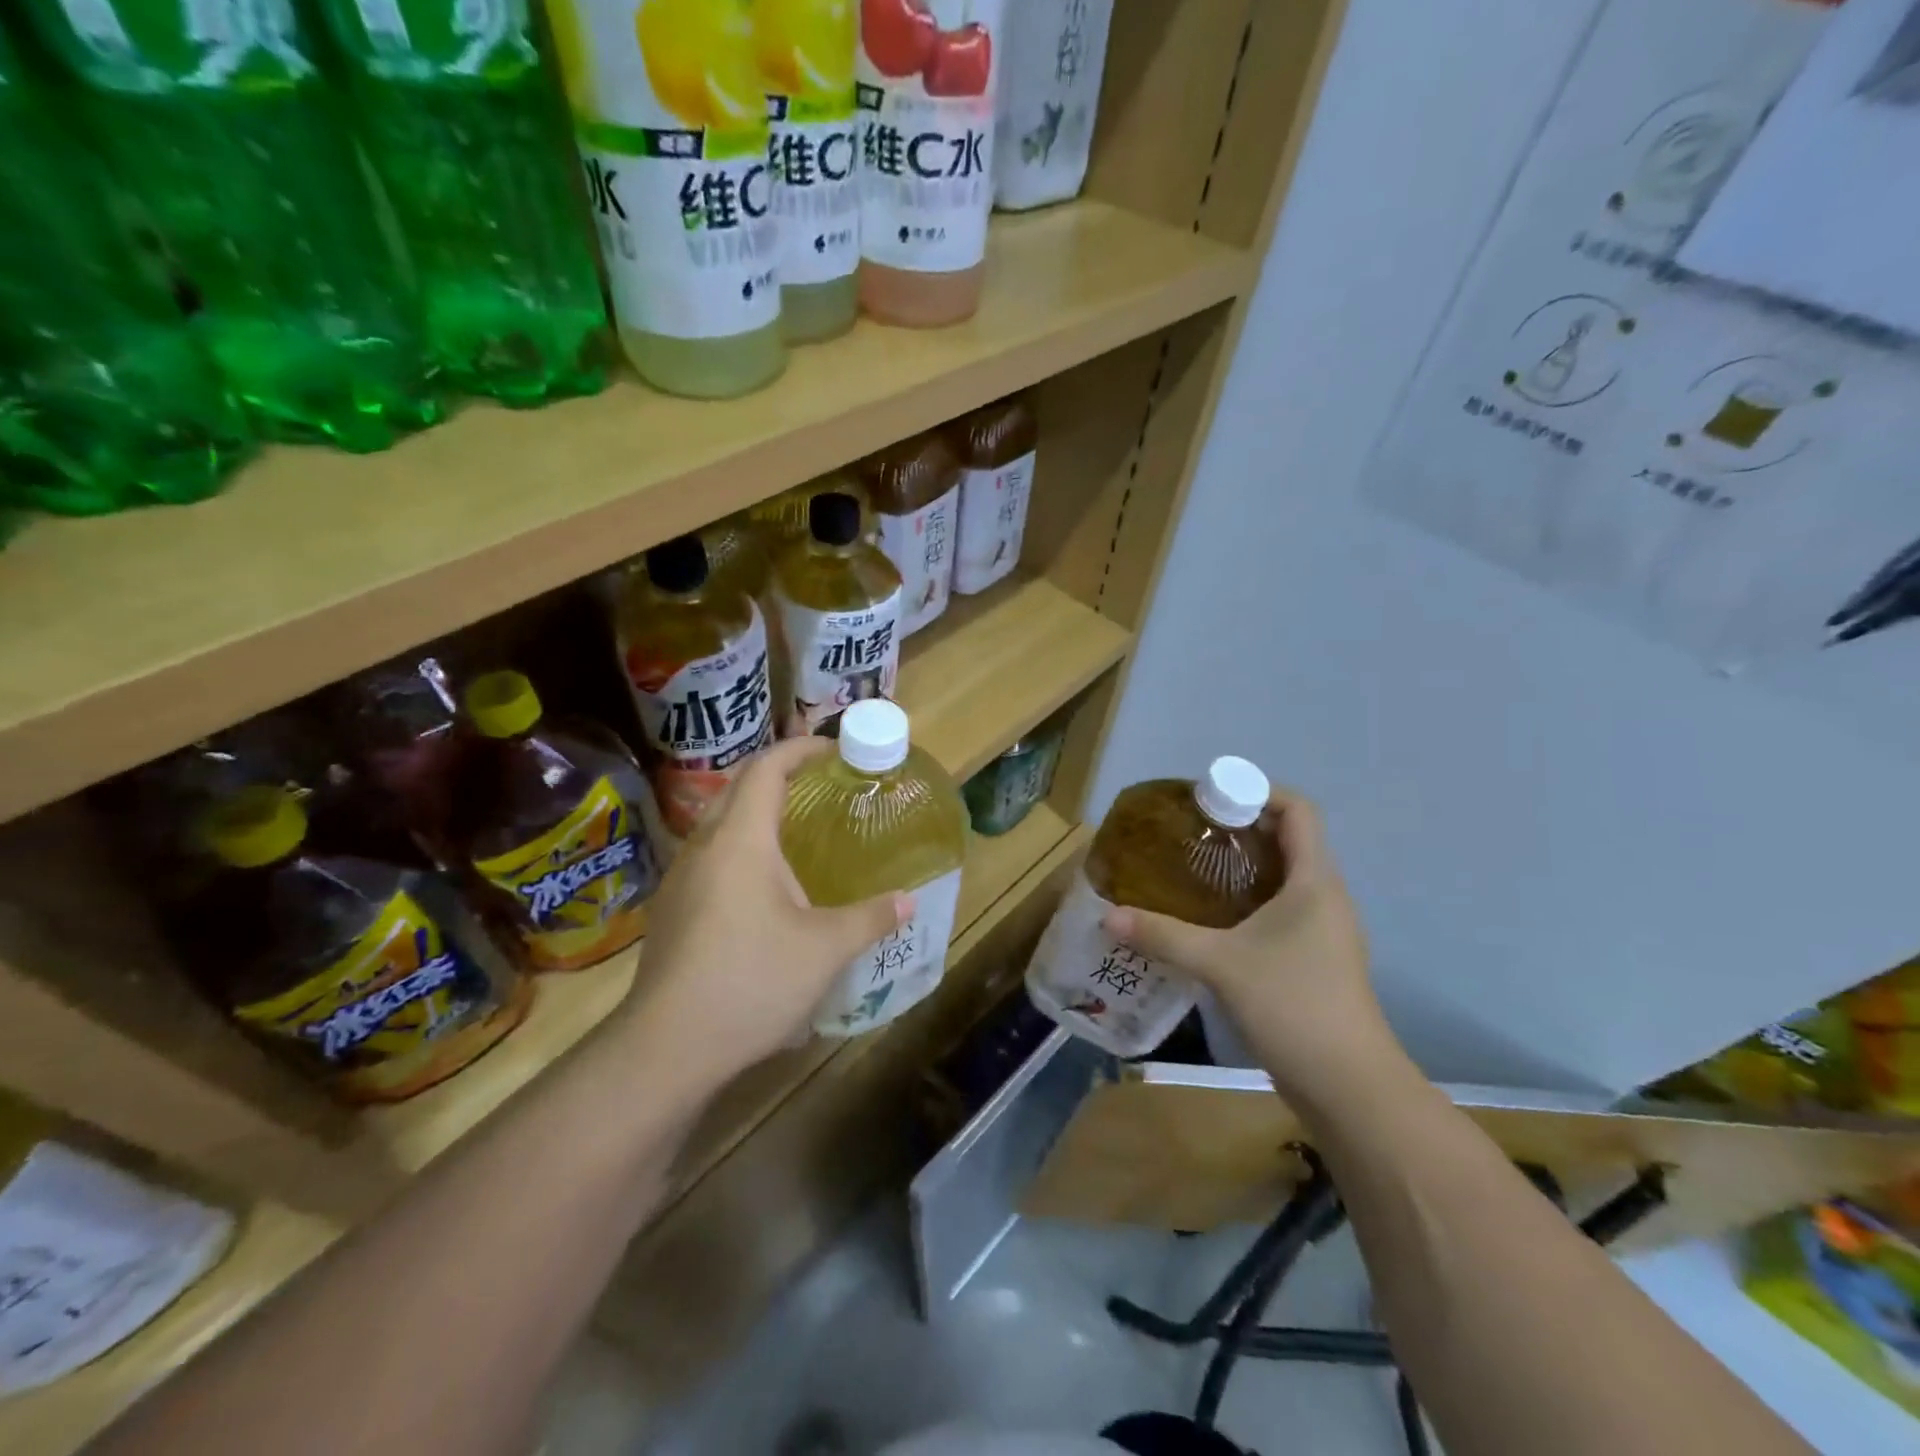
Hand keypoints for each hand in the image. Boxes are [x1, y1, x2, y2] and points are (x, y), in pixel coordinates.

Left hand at [617, 738, 910, 1094]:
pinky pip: (711, 858)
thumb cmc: (751, 981)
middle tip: (822, 786)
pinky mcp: (673, 910)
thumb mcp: (825, 949)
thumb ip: (871, 918)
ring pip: (720, 825)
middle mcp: (704, 847)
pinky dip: (742, 849)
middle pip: (738, 787)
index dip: (801, 749)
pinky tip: (766, 889)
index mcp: (740, 839)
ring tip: (799, 834)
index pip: (767, 768)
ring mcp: (681, 879)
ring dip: (757, 814)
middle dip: (779, 775)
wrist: (666, 1048)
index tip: (835, 750)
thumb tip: (908, 901)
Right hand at [1101, 787, 1400, 1104]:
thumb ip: (1163, 935)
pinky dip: (1247, 902)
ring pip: (1283, 879)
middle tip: (1188, 834)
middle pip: (1288, 840)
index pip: (1298, 811)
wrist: (1348, 1087)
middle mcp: (1324, 898)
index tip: (1211, 800)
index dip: (1258, 792)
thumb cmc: (1293, 1005)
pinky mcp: (1314, 961)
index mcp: (1314, 882)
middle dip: (1240, 829)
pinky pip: (1280, 911)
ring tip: (1191, 871)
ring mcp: (1322, 932)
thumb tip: (1108, 916)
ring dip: (1242, 868)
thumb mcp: (1220, 964)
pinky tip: (1210, 921)